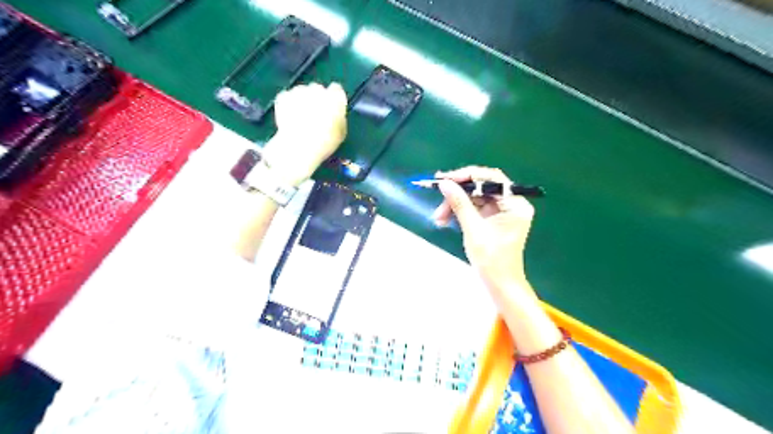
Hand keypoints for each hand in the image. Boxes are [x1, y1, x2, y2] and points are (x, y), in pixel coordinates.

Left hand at [263, 81, 347, 184]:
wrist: (298, 146)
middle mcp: (318, 89)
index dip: (333, 99)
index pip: (336, 90)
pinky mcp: (284, 96)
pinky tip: (290, 118)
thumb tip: (336, 114)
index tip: (331, 107)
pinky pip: (288, 97)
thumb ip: (339, 118)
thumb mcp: (341, 133)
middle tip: (315, 115)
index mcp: (335, 98)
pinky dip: (289, 105)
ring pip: (302, 92)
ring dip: (302, 101)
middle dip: (316, 99)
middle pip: (318, 89)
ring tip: (301, 118)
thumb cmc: (325, 142)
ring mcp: (299, 91)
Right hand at [432, 167, 535, 294]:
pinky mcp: (493, 219)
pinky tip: (445, 220)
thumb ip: (459, 203)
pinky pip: (474, 208)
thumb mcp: (473, 229)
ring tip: (438, 218)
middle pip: (481, 187)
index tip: (445, 179)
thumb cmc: (491, 260)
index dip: (467, 175)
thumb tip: (444, 183)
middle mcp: (511, 204)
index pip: (492, 178)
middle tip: (438, 199)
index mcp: (515, 204)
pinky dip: (460, 212)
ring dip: (455, 205)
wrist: (500, 285)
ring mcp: (502, 212)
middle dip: (458, 194)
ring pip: (475, 198)